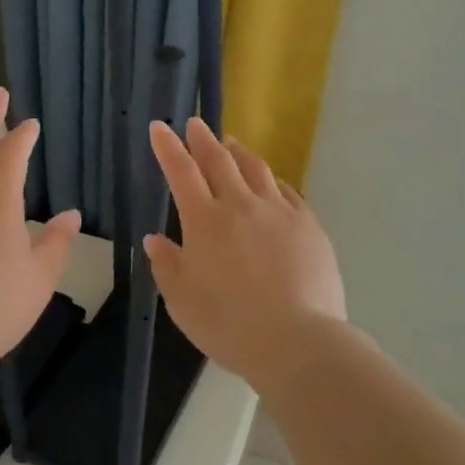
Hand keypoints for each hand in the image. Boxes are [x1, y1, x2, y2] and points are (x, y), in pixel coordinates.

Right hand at [144, 117, 346, 386]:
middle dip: (203, 138)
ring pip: (256, 169)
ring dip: (238, 152)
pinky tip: (270, 182)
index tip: (160, 127)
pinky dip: (271, 180)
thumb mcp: (182, 302)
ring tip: (231, 143)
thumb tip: (155, 238)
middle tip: (195, 123)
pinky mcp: (308, 225)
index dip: (168, 147)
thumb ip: (167, 266)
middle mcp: (240, 205)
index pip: (181, 171)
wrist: (298, 342)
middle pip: (218, 160)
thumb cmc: (230, 325)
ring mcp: (278, 212)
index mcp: (204, 221)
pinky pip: (286, 191)